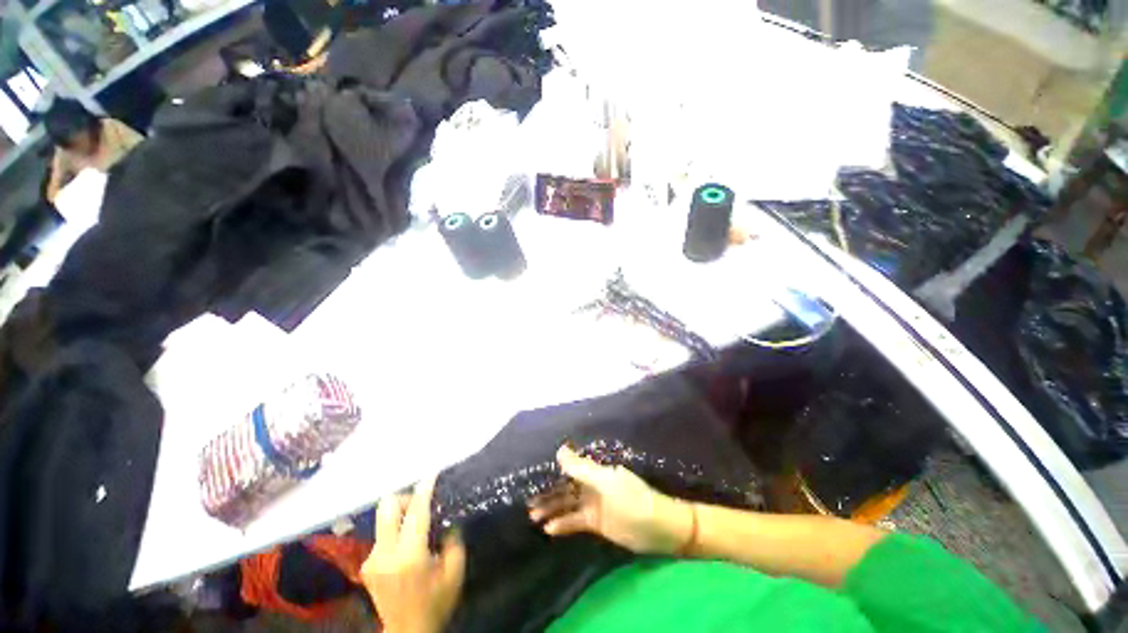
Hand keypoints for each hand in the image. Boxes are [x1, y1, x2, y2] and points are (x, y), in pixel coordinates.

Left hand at [361, 477, 465, 632]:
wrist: (408, 632)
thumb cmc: (436, 602)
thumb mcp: (454, 572)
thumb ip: (453, 541)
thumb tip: (447, 518)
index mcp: (410, 557)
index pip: (416, 513)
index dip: (423, 490)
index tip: (430, 473)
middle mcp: (385, 555)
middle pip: (387, 508)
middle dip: (404, 497)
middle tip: (420, 500)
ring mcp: (372, 560)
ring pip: (383, 519)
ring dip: (401, 513)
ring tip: (416, 522)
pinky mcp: (367, 565)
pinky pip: (381, 534)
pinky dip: (395, 529)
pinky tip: (406, 541)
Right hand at [528, 445, 694, 555]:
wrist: (660, 529)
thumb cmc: (633, 500)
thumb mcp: (605, 483)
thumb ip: (581, 468)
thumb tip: (559, 450)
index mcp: (595, 471)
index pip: (568, 468)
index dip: (552, 471)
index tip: (532, 475)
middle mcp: (592, 485)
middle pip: (565, 487)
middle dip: (548, 493)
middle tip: (527, 501)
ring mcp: (594, 504)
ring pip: (567, 504)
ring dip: (551, 509)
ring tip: (532, 516)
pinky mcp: (596, 522)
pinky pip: (575, 521)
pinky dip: (562, 524)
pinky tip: (549, 529)